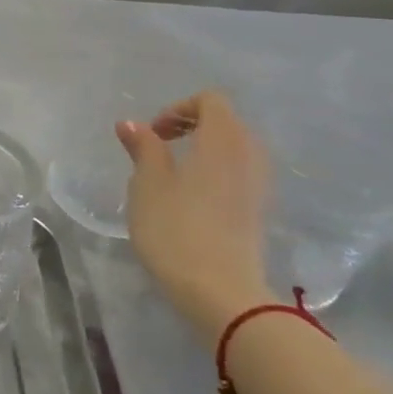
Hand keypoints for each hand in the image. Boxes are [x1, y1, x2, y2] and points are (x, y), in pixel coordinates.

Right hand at [116, 90, 274, 349]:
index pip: (211, 101)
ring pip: (236, 149)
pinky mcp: (259, 212)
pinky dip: (216, 172)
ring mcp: (259, 187)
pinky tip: (191, 198)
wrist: (220, 292)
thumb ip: (144, 149)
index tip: (153, 134)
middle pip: (228, 122)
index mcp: (222, 142)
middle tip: (159, 148)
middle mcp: (249, 157)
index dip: (178, 108)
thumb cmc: (176, 229)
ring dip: (205, 150)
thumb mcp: (147, 185)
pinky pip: (240, 174)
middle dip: (192, 126)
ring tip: (173, 173)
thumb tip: (133, 124)